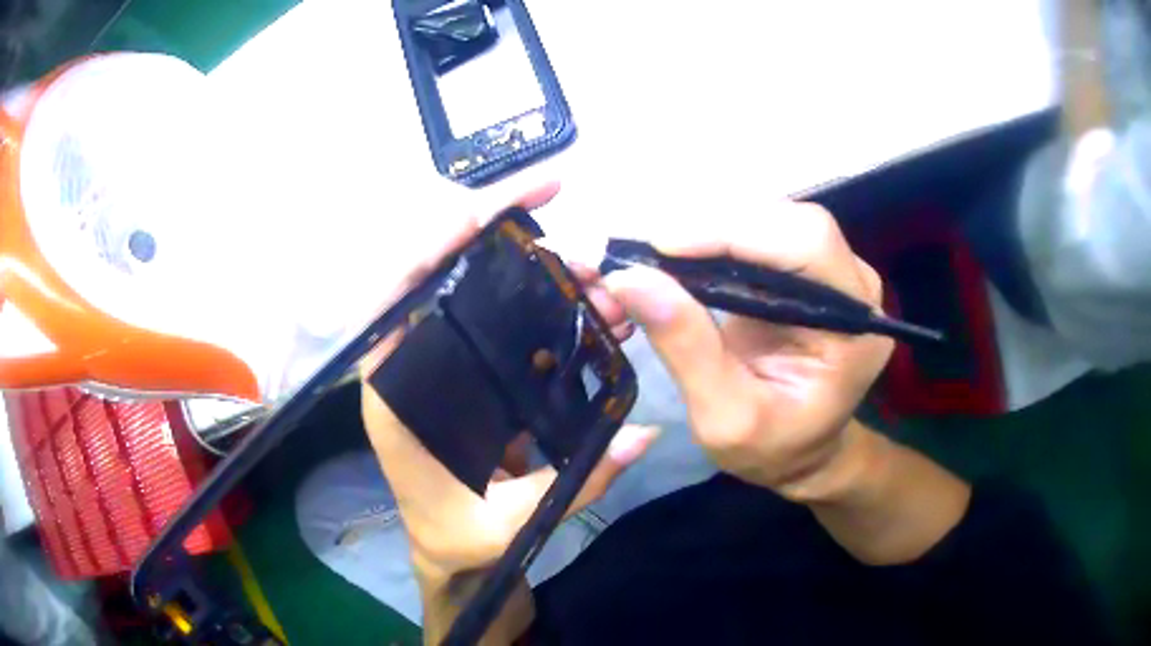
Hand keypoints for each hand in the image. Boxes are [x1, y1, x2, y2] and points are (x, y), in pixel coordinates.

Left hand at [359, 184, 656, 585]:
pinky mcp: (467, 369)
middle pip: (434, 274)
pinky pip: (494, 315)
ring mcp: (438, 363)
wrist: (450, 552)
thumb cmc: (460, 541)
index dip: (430, 247)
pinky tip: (578, 296)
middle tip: (557, 213)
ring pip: (470, 289)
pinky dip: (534, 296)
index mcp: (394, 397)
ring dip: (524, 265)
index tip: (482, 213)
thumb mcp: (508, 525)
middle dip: (490, 232)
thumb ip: (575, 483)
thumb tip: (645, 433)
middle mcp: (408, 366)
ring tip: (590, 270)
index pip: (392, 302)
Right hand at [603, 201, 892, 502]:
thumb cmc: (772, 448)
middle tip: (650, 250)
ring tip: (658, 253)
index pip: (808, 245)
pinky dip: (716, 237)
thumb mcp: (723, 418)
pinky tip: (682, 254)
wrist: (801, 452)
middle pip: (790, 221)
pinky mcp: (809, 270)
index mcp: (855, 328)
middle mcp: (855, 288)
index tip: (662, 245)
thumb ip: (686, 347)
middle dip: (717, 226)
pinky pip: (764, 233)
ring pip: (774, 218)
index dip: (737, 232)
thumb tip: (629, 277)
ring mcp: (836, 273)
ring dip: (712, 227)